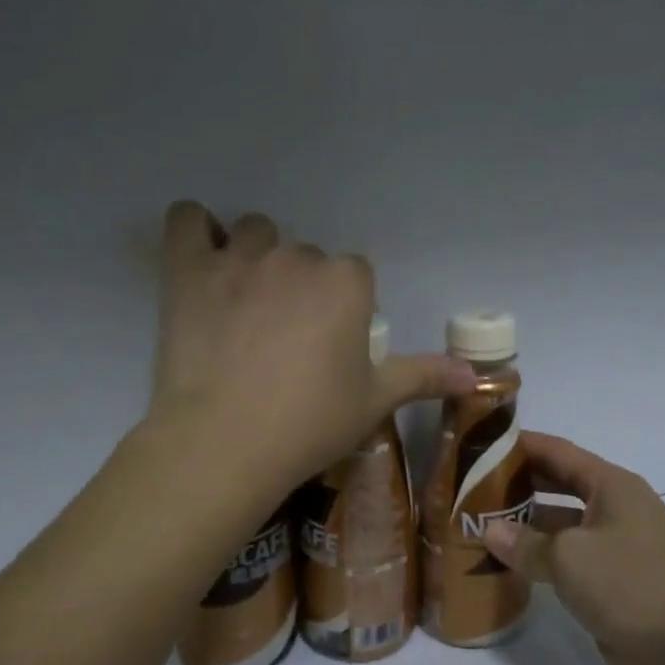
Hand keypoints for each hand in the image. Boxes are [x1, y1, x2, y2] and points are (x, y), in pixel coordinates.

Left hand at [150, 202, 474, 495]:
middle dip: (303, 287)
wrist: (226, 443)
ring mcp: (240, 259)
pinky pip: (187, 221)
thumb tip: (477, 377)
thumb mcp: (375, 400)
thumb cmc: (310, 423)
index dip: (347, 308)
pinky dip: (195, 230)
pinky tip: (202, 255)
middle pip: (308, 256)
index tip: (332, 344)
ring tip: (247, 303)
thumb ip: (425, 376)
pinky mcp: (188, 271)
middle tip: (288, 337)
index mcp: (347, 282)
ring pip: (255, 233)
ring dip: (257, 257)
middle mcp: (299, 257)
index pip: (356, 275)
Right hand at [482, 433, 664, 664]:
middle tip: (471, 485)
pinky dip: (538, 558)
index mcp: (612, 487)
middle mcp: (615, 509)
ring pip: (561, 525)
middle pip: (559, 485)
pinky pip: (566, 560)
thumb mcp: (569, 557)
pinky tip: (505, 563)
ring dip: (524, 524)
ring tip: (478, 523)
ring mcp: (614, 546)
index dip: (523, 445)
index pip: (560, 453)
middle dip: (518, 484)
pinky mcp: (610, 582)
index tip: (483, 442)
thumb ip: (526, 542)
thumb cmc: (630, 584)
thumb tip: (490, 530)